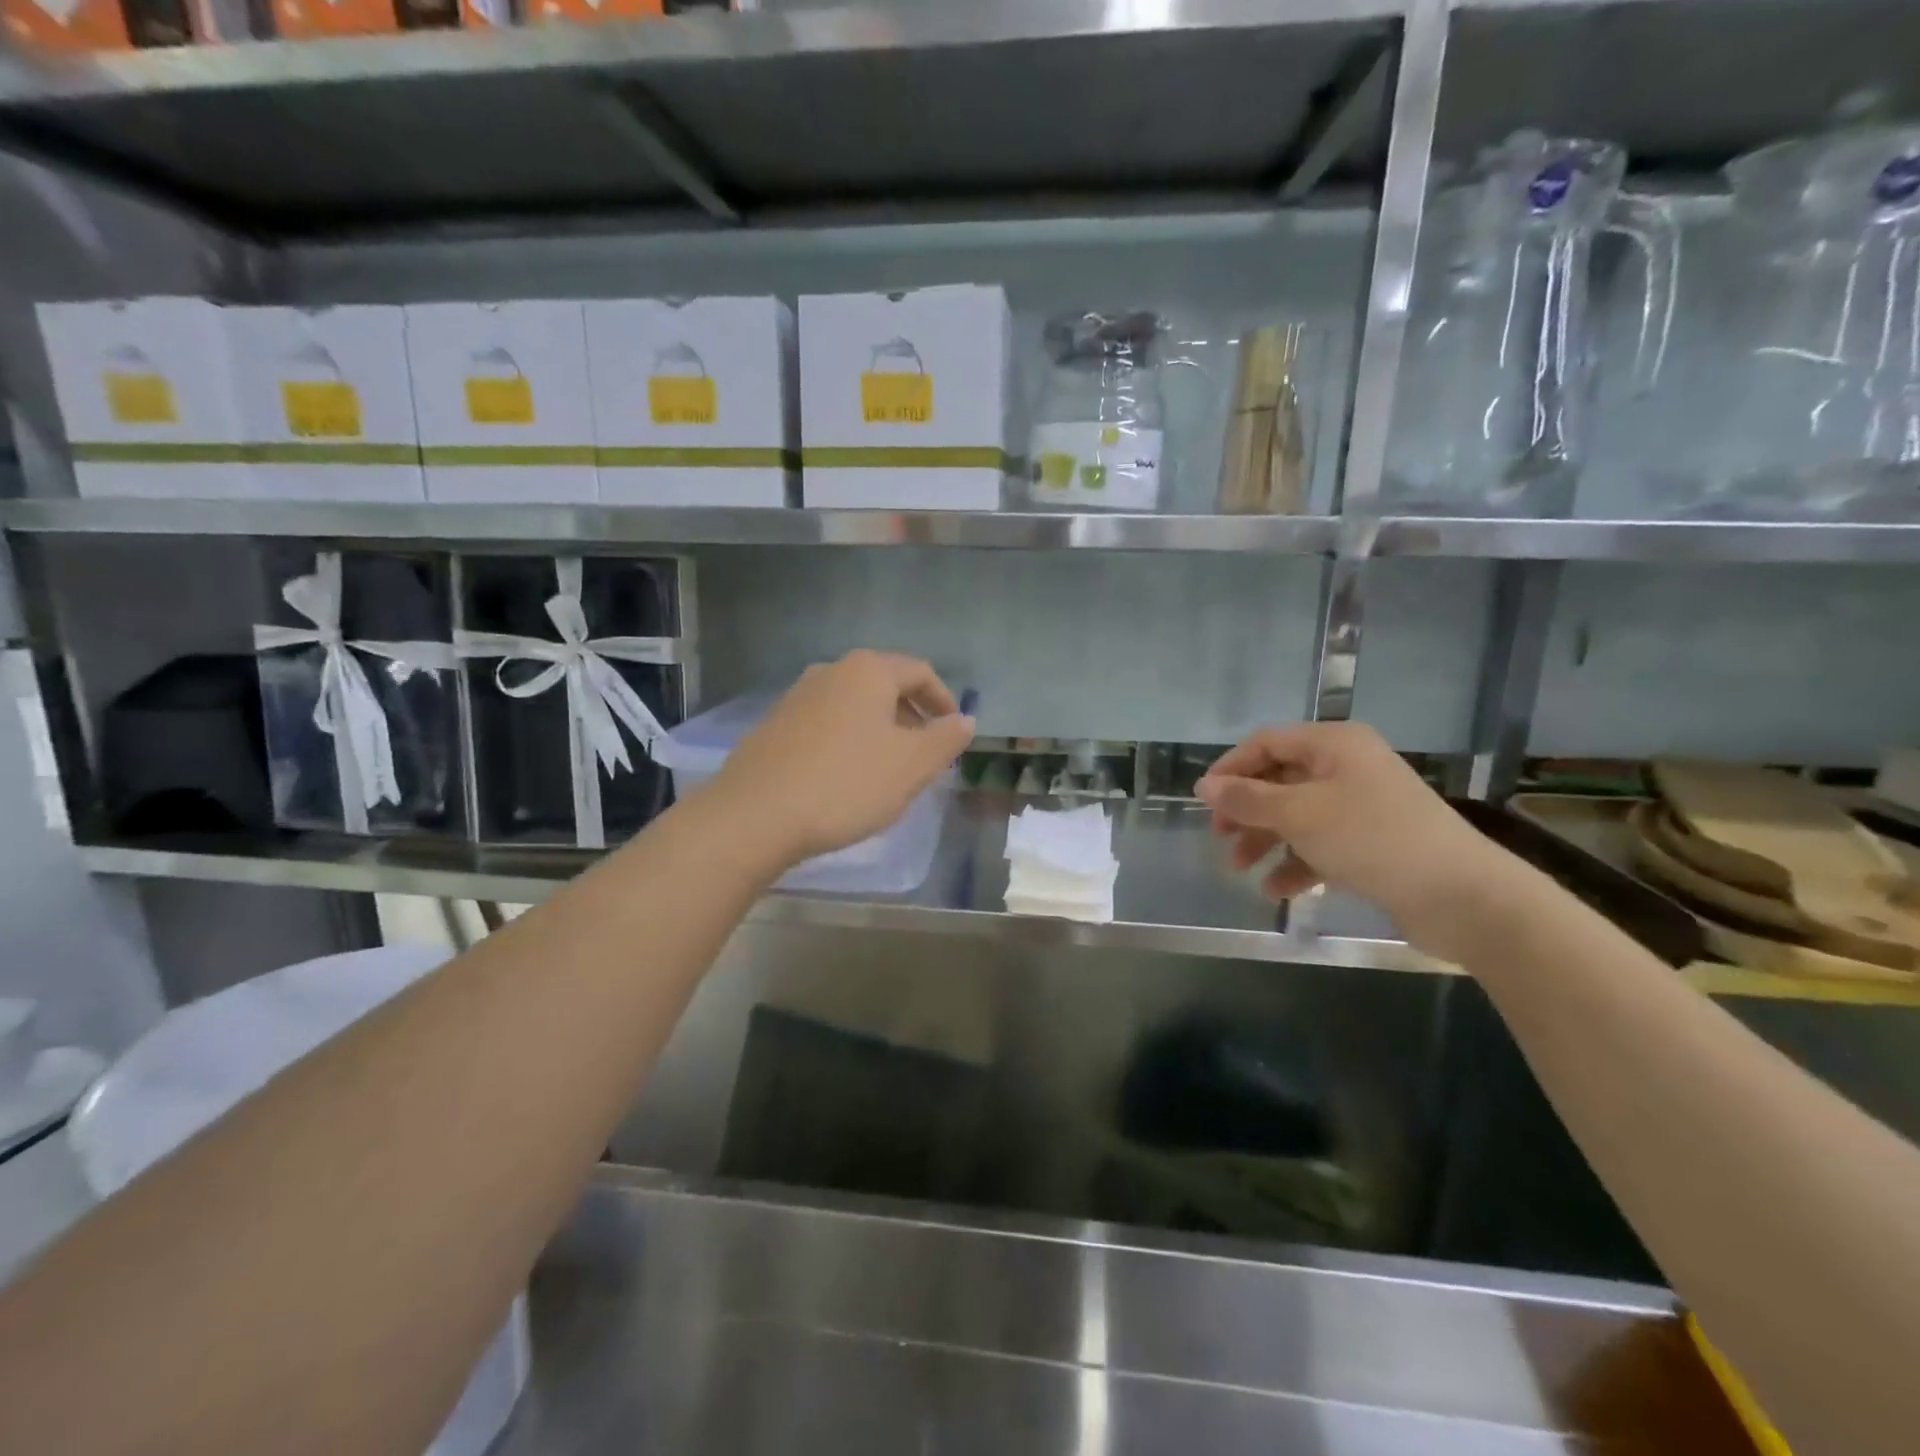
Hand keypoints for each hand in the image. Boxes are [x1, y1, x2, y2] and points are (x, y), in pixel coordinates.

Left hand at [710, 651, 974, 865]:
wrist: (755, 815)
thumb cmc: (846, 784)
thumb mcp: (911, 765)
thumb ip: (945, 739)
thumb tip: (965, 720)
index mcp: (868, 671)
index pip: (919, 672)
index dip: (944, 700)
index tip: (954, 733)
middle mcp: (830, 672)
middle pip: (885, 684)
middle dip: (912, 715)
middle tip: (926, 753)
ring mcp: (797, 697)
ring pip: (854, 705)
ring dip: (880, 729)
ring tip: (889, 768)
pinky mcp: (774, 725)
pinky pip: (826, 723)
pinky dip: (849, 740)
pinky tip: (846, 776)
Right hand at [1196, 722, 1516, 944]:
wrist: (1461, 895)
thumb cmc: (1371, 838)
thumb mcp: (1300, 814)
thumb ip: (1248, 799)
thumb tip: (1204, 785)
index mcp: (1334, 745)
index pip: (1267, 743)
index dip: (1231, 768)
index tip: (1203, 800)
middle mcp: (1347, 768)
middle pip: (1280, 780)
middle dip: (1247, 810)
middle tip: (1220, 837)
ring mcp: (1362, 806)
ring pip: (1297, 816)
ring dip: (1266, 840)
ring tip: (1241, 869)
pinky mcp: (1372, 843)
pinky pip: (1321, 845)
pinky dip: (1297, 864)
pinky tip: (1277, 891)